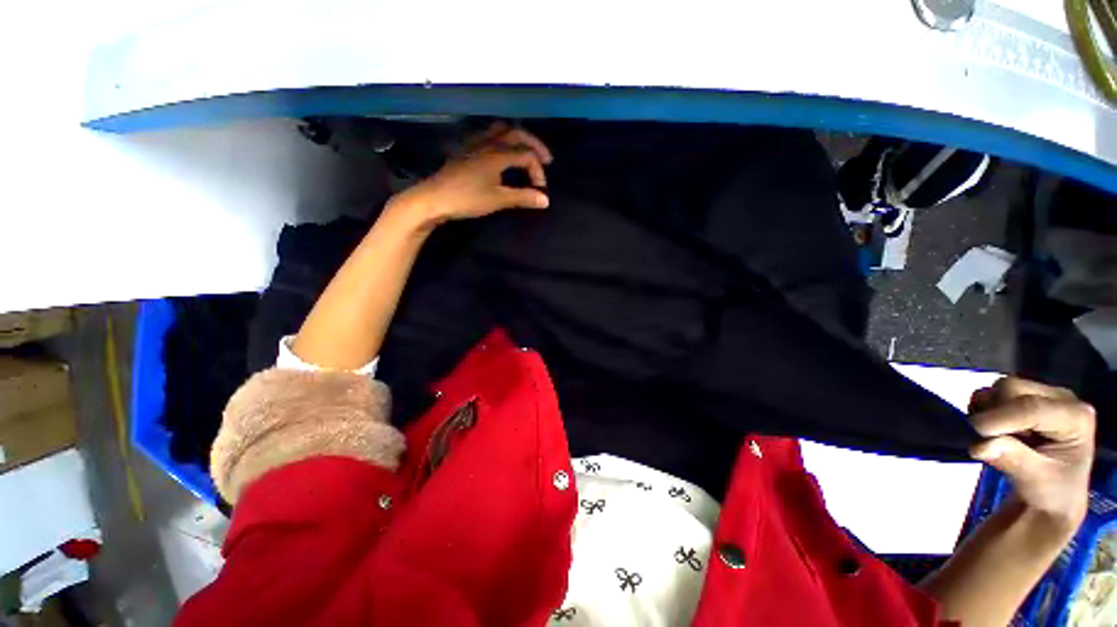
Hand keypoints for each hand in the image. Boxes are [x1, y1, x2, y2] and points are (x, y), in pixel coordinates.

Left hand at [390, 122, 551, 226]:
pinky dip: (501, 139)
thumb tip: (545, 200)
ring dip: (517, 137)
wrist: (434, 197)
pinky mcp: (466, 149)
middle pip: (517, 133)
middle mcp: (489, 142)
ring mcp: (475, 143)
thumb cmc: (467, 198)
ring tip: (525, 150)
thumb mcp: (498, 199)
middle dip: (534, 145)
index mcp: (498, 154)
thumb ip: (523, 197)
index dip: (538, 172)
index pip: (527, 156)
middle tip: (545, 159)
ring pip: (501, 130)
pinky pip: (488, 135)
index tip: (540, 191)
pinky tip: (501, 151)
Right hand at [969, 377, 1095, 529]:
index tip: (973, 437)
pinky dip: (982, 410)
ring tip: (995, 437)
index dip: (998, 418)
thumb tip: (980, 445)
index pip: (1031, 407)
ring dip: (984, 411)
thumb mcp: (1036, 483)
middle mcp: (1061, 398)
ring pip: (997, 388)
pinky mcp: (1022, 397)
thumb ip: (1012, 460)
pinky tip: (994, 430)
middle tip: (987, 440)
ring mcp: (1041, 394)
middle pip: (1012, 388)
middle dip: (991, 412)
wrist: (1052, 496)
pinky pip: (990, 394)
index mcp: (1076, 417)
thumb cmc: (1051, 493)